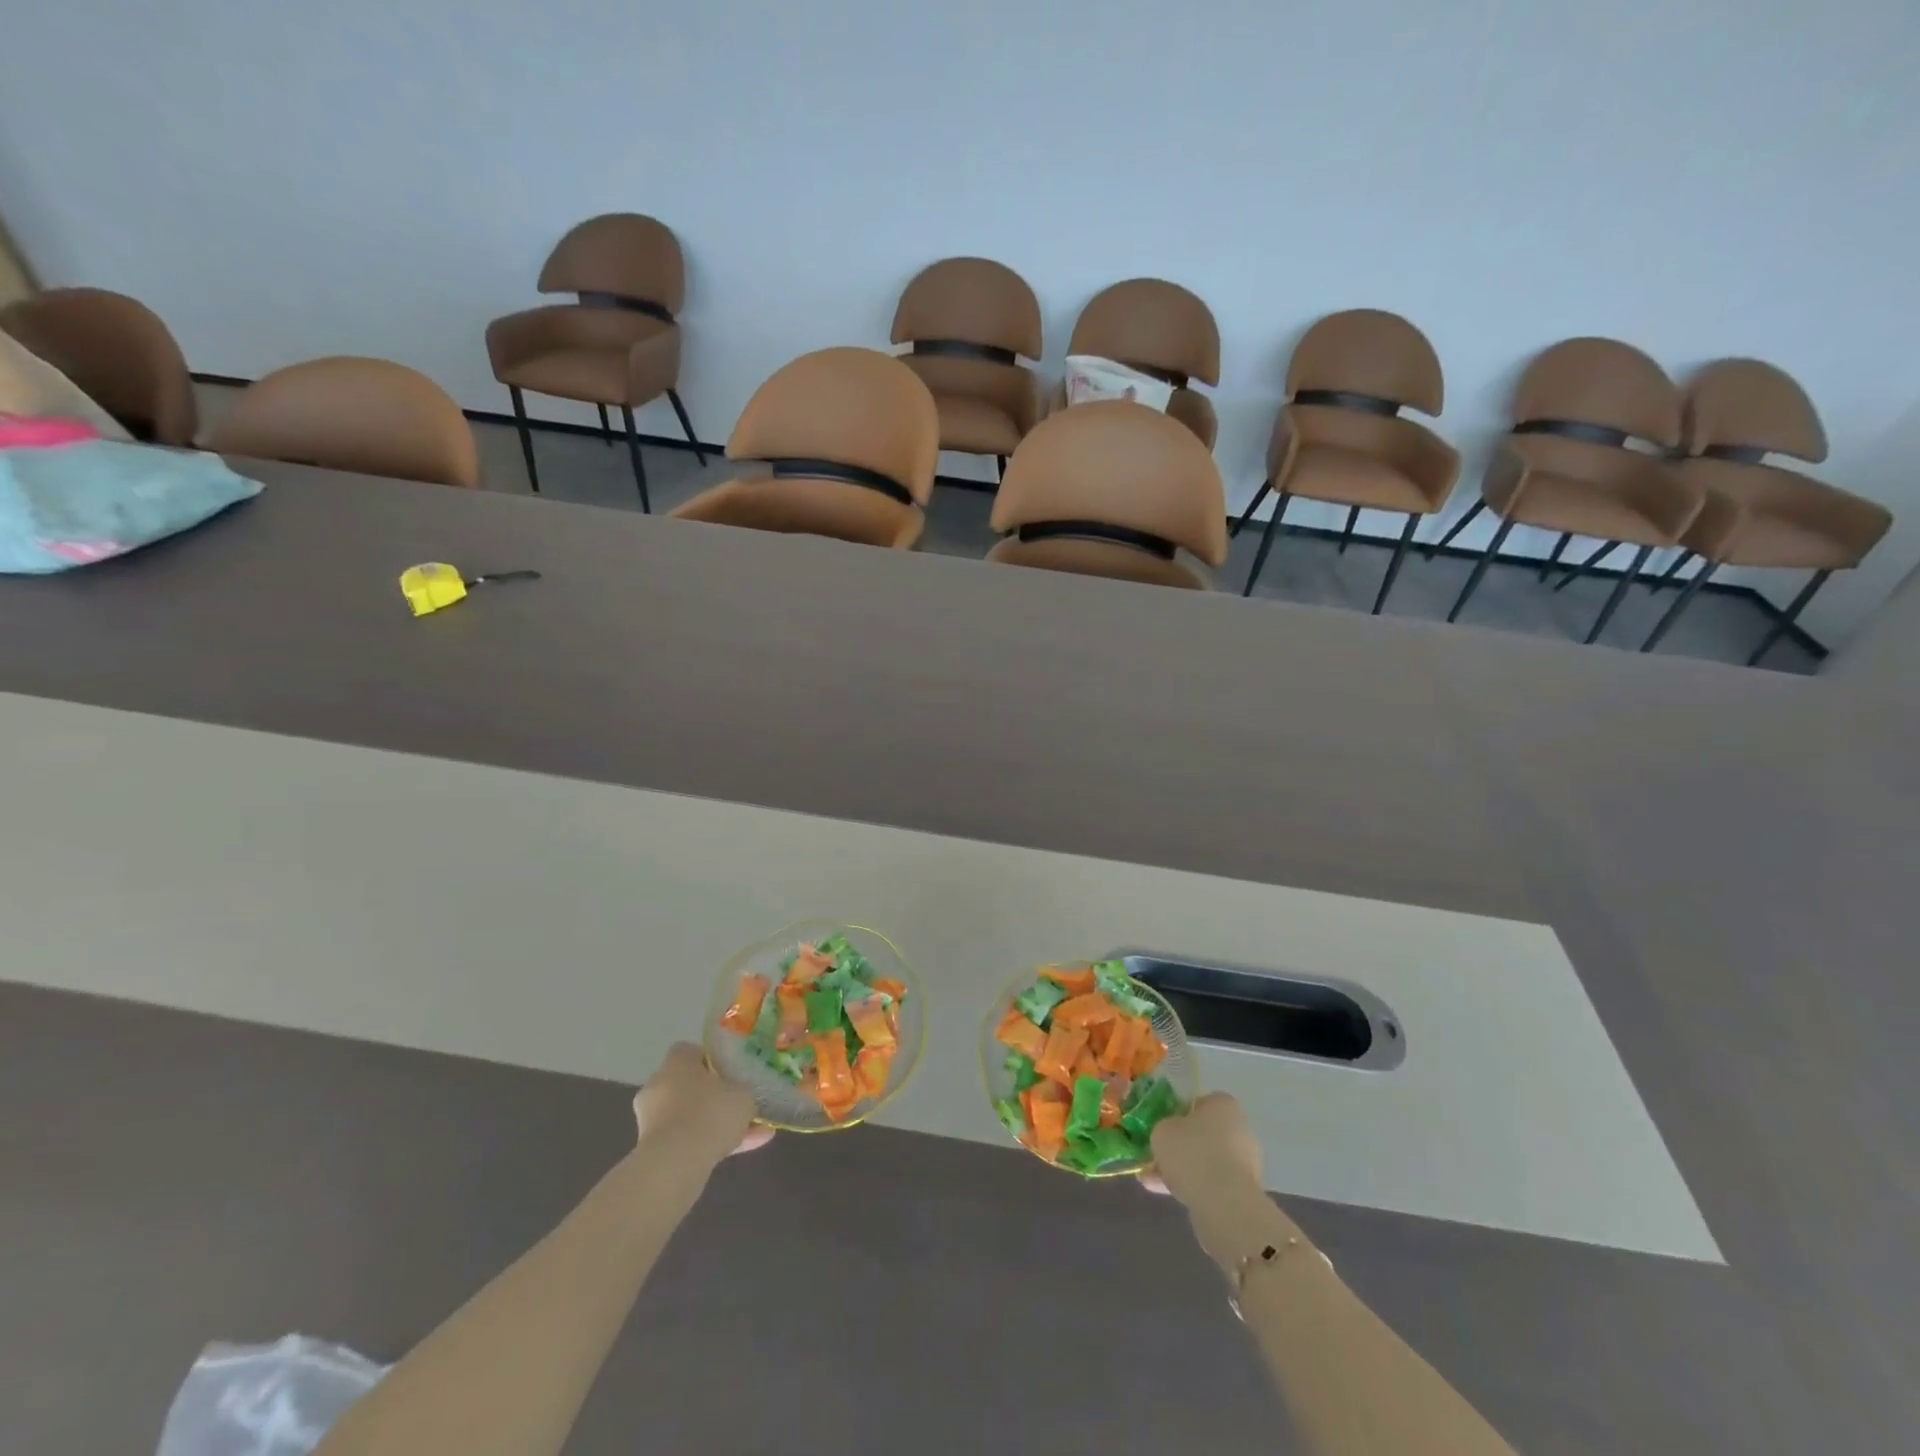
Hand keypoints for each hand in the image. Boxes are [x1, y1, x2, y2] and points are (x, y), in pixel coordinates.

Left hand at [632, 1043, 771, 1170]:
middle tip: (740, 1103)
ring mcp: (653, 1120)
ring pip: (692, 1116)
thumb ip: (743, 1090)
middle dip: (715, 1096)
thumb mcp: (743, 1094)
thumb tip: (741, 1094)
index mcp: (676, 1062)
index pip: (691, 1051)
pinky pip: (688, 1141)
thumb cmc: (710, 1114)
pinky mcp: (653, 1151)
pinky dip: (713, 1144)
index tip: (731, 1072)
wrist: (675, 1166)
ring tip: (755, 1132)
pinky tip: (746, 1148)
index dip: (712, 1060)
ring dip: (718, 1124)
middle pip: (690, 1085)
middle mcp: (659, 1086)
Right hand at [1142, 1092, 1262, 1201]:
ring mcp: (1245, 1162)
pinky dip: (1191, 1186)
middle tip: (1158, 1154)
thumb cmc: (1192, 1153)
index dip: (1178, 1114)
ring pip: (1206, 1161)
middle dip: (1181, 1145)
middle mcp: (1240, 1129)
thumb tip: (1169, 1134)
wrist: (1223, 1204)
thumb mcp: (1162, 1129)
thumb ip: (1164, 1127)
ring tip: (1153, 1179)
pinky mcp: (1243, 1191)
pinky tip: (1164, 1192)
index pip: (1199, 1103)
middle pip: (1204, 1134)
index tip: (1163, 1127)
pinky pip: (1212, 1183)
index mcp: (1224, 1104)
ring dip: (1183, 1169)